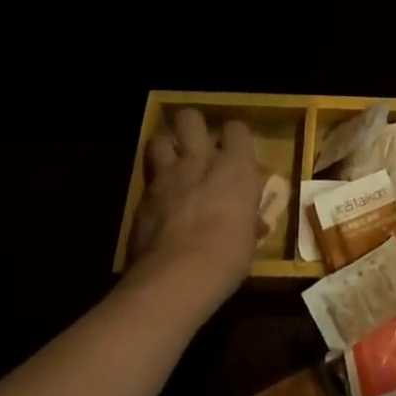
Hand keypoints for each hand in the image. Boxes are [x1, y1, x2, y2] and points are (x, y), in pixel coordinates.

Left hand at [131, 109, 264, 314]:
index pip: (237, 128)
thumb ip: (248, 220)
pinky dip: (152, 185)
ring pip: (159, 139)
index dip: (234, 137)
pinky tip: (157, 201)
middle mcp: (201, 160)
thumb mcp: (248, 238)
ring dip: (166, 148)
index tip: (235, 151)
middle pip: (190, 118)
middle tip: (197, 146)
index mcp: (236, 167)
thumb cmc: (228, 256)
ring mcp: (168, 176)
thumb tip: (253, 222)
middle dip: (192, 127)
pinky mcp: (142, 197)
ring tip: (171, 163)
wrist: (177, 277)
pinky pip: (146, 178)